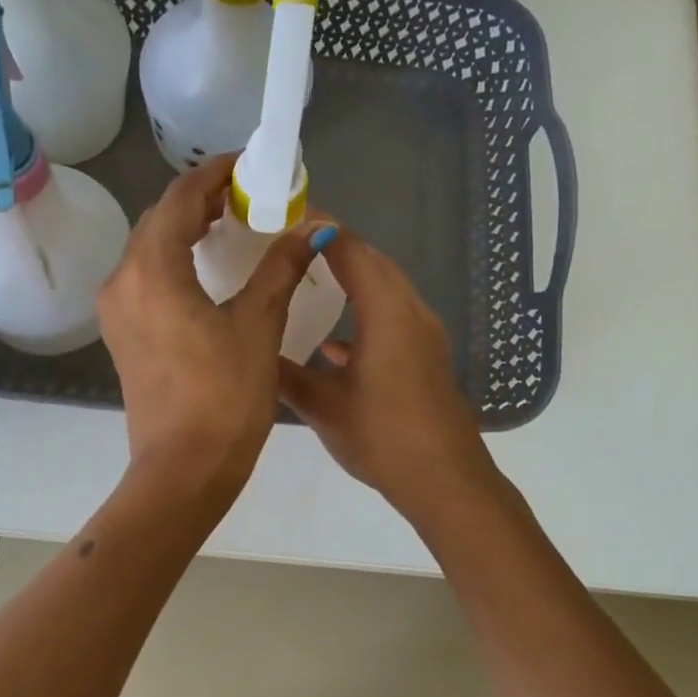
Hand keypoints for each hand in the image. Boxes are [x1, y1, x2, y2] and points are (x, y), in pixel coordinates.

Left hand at [98, 154, 325, 500]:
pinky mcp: (122, 334)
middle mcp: (122, 281)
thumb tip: (313, 229)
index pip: (179, 199)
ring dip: (184, 229)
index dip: (213, 174)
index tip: (246, 164)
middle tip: (244, 194)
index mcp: (152, 270)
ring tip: (228, 223)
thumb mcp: (259, 325)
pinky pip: (145, 278)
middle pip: (159, 220)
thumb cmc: (224, 396)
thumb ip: (281, 268)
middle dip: (198, 200)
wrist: (183, 469)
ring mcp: (116, 310)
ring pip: (148, 249)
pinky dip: (174, 260)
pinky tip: (205, 267)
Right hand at [277, 227, 498, 525]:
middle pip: (373, 263)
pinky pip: (393, 317)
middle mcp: (410, 311)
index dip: (321, 230)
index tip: (288, 218)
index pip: (351, 251)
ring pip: (386, 290)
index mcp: (386, 312)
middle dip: (335, 249)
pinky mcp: (427, 356)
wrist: (444, 479)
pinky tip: (334, 344)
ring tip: (309, 282)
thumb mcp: (323, 406)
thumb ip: (286, 374)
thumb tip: (253, 352)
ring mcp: (424, 334)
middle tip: (292, 246)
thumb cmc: (382, 436)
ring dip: (352, 280)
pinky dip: (365, 314)